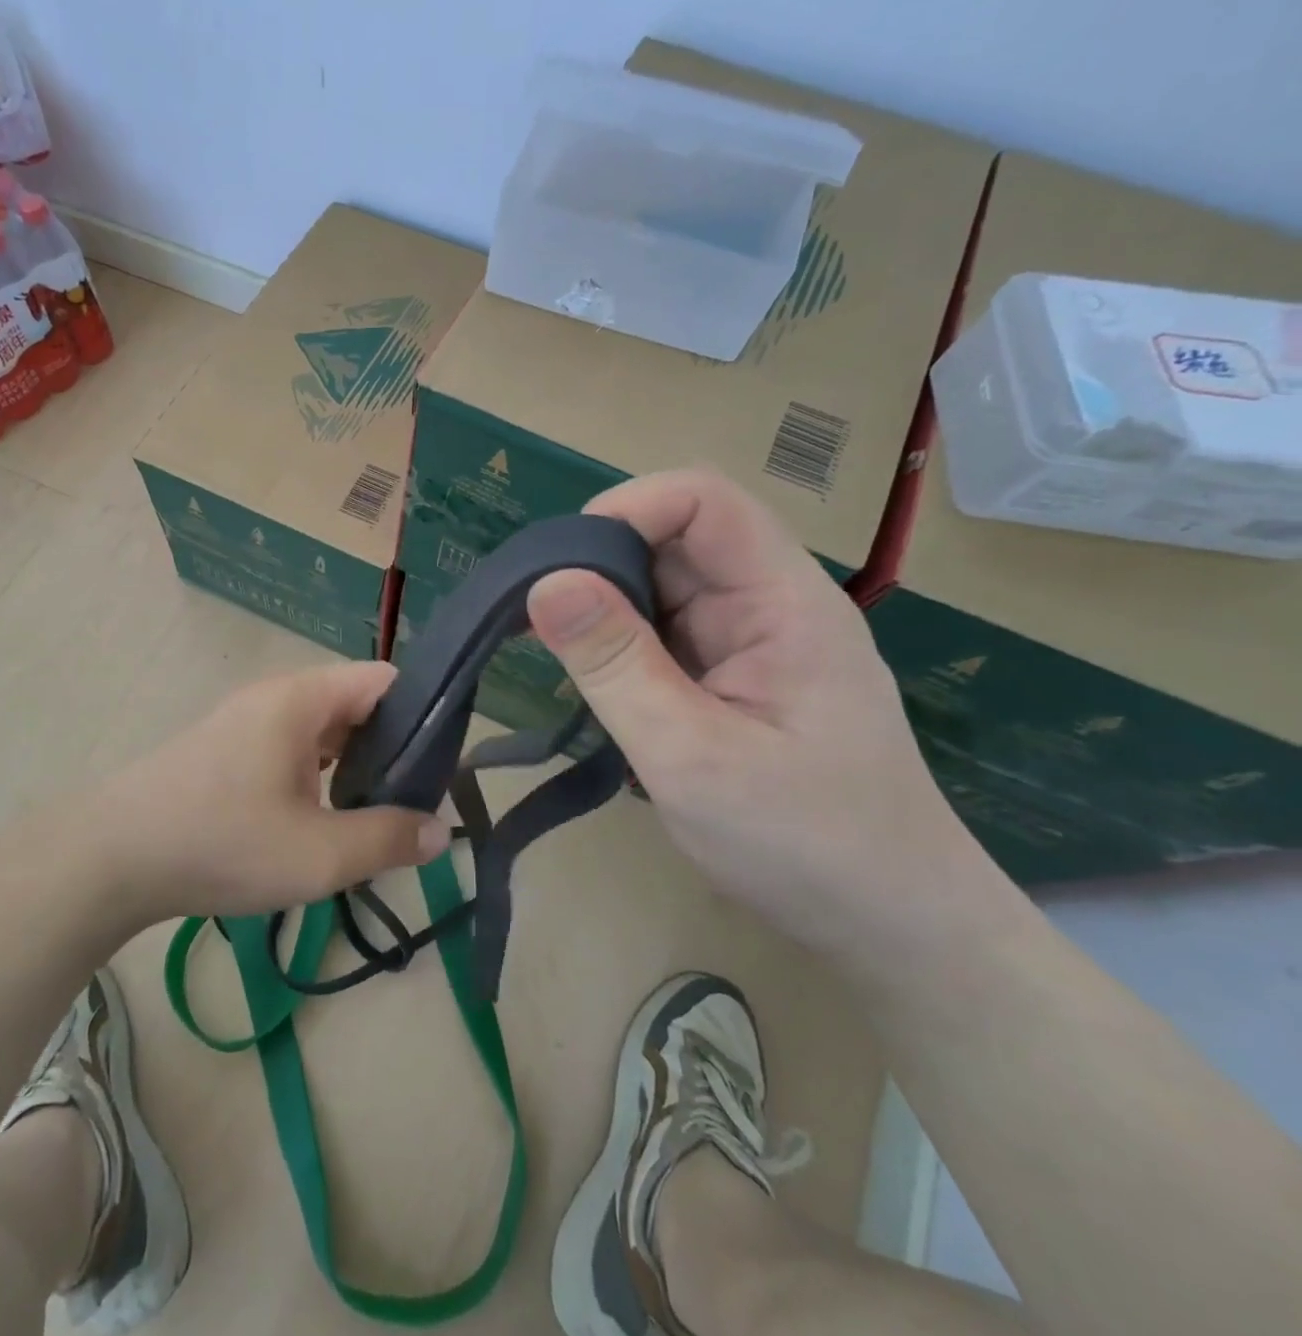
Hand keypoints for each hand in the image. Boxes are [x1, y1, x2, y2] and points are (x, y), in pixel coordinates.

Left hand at [79, 661, 452, 926]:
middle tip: (413, 802)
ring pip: (321, 731)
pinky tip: (319, 820)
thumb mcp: (319, 854)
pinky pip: (290, 748)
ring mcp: (246, 721)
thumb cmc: (222, 842)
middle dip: (391, 749)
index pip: (384, 681)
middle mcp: (275, 696)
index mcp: (302, 699)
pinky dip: (317, 775)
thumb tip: (439, 830)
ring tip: (373, 815)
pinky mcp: (226, 749)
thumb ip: (387, 839)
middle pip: (354, 705)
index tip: (445, 765)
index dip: (424, 713)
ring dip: (352, 766)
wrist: (113, 857)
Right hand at [525, 469, 989, 960]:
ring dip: (604, 609)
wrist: (886, 923)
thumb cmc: (802, 844)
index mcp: (782, 602)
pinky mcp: (730, 673)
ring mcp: (749, 639)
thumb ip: (616, 666)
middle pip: (674, 538)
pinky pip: (662, 631)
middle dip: (599, 564)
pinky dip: (618, 645)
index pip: (703, 501)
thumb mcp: (691, 756)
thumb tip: (545, 583)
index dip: (626, 510)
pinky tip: (594, 682)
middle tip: (537, 622)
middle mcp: (767, 603)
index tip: (558, 570)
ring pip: (660, 586)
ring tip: (558, 657)